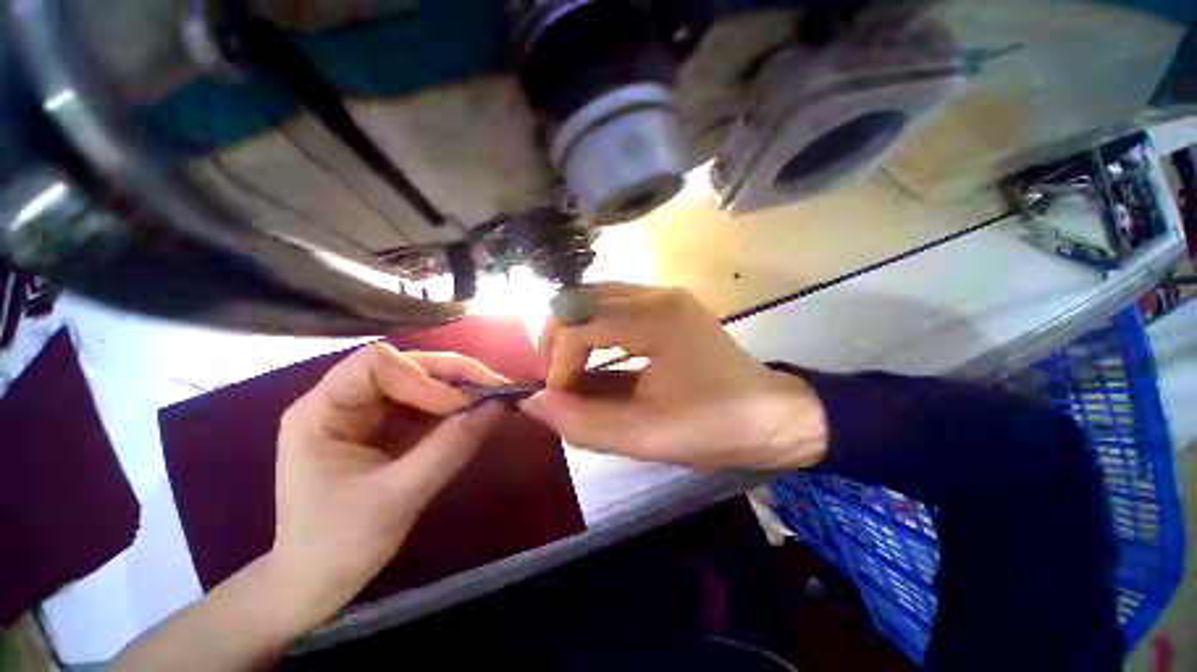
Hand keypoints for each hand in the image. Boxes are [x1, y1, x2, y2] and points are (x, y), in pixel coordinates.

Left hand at [269, 343, 506, 629]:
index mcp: (322, 411)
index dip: (424, 377)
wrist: (315, 582)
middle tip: (497, 389)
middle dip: (454, 375)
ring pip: (422, 380)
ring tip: (495, 399)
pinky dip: (457, 406)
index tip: (460, 406)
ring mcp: (367, 412)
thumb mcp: (399, 498)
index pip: (376, 363)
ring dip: (462, 387)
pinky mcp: (387, 427)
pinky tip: (478, 413)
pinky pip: (428, 403)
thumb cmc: (339, 546)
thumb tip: (499, 406)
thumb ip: (450, 448)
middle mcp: (343, 400)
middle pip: (406, 365)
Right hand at [520, 284, 827, 471]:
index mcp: (657, 319)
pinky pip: (612, 307)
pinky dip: (593, 331)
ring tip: (571, 372)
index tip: (562, 397)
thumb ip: (583, 422)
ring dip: (573, 333)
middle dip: (558, 340)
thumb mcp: (646, 436)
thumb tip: (533, 403)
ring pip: (593, 299)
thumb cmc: (717, 427)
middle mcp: (656, 294)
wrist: (774, 414)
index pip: (580, 322)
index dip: (559, 361)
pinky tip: (596, 362)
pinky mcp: (664, 306)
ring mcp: (662, 296)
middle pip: (580, 299)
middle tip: (559, 380)